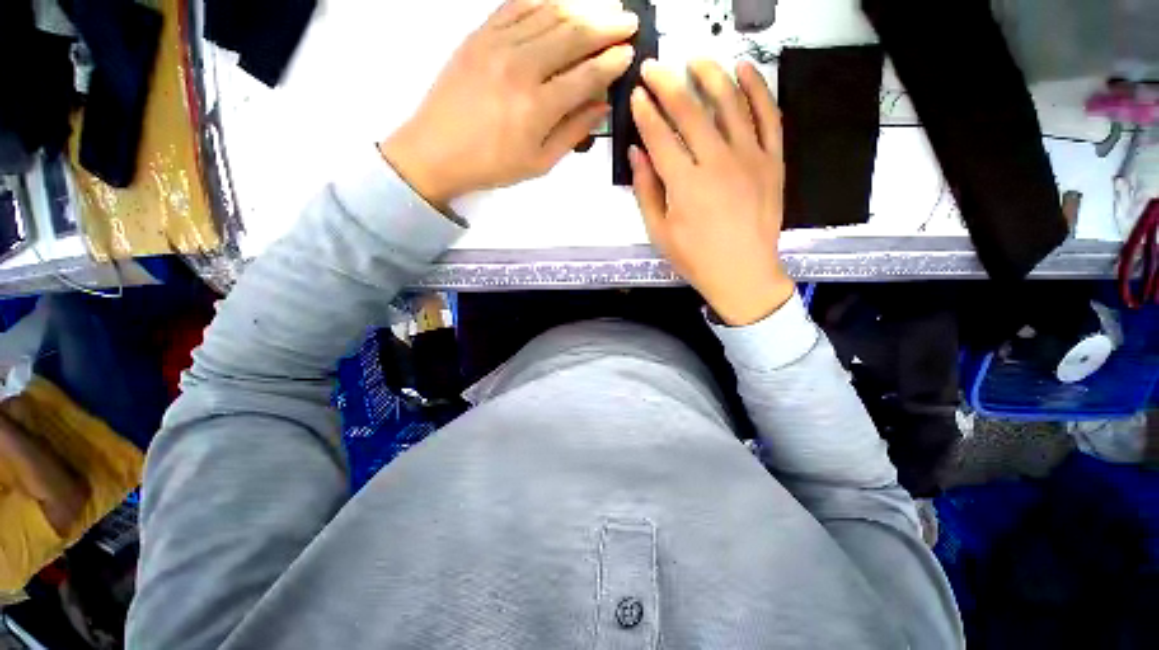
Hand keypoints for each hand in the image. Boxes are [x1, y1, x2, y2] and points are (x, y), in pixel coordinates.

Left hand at [381, 0, 638, 208]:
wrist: (437, 151)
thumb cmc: (492, 165)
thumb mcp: (539, 162)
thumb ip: (573, 133)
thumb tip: (601, 107)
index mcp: (538, 107)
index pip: (586, 75)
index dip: (612, 63)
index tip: (630, 54)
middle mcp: (521, 68)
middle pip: (573, 35)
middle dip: (607, 26)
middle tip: (628, 21)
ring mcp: (498, 45)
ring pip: (549, 14)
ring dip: (582, 9)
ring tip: (603, 9)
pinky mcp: (479, 34)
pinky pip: (517, 6)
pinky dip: (544, 1)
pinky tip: (561, 2)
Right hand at [630, 59, 793, 325]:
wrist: (743, 274)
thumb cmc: (696, 259)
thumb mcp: (660, 232)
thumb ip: (646, 191)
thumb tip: (637, 154)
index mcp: (685, 185)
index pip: (660, 137)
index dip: (645, 113)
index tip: (636, 95)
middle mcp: (717, 163)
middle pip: (689, 112)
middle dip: (667, 85)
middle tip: (653, 67)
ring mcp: (749, 158)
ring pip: (729, 103)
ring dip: (709, 75)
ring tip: (694, 60)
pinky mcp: (772, 160)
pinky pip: (768, 116)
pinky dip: (757, 89)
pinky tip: (744, 70)